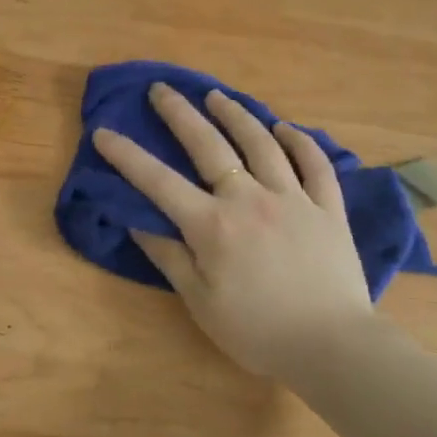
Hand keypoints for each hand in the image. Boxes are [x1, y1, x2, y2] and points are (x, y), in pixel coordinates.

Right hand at [93, 84, 375, 384]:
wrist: (333, 347)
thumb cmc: (257, 332)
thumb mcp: (200, 302)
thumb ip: (169, 257)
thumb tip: (136, 222)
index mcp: (212, 225)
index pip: (158, 182)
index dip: (127, 155)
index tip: (103, 131)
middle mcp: (249, 199)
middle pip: (209, 145)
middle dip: (180, 114)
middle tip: (162, 89)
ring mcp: (293, 199)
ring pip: (261, 143)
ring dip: (236, 114)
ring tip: (216, 96)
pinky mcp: (328, 208)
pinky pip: (315, 164)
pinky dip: (300, 141)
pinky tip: (285, 128)